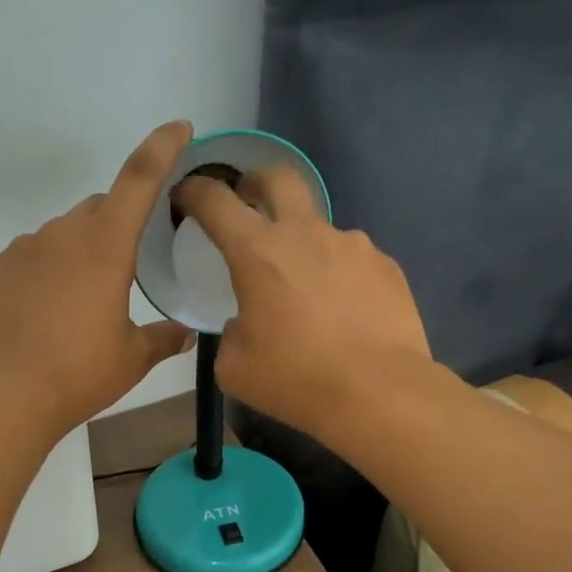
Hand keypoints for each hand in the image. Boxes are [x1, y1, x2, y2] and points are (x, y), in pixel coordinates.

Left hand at [0, 121, 195, 435]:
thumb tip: (186, 334)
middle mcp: (61, 234)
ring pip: (60, 236)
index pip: (139, 179)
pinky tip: (41, 315)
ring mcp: (21, 249)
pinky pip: (27, 260)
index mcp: (105, 247)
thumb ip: (162, 338)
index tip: (178, 129)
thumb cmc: (79, 375)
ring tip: (76, 306)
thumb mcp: (132, 359)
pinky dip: (42, 275)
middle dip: (115, 227)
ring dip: (76, 255)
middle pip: (97, 210)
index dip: (162, 148)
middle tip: (122, 271)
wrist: (4, 397)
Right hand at [175, 167, 431, 438]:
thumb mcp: (235, 368)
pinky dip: (337, 274)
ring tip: (305, 289)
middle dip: (255, 183)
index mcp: (258, 253)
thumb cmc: (295, 380)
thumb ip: (231, 333)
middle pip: (278, 178)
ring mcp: (352, 245)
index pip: (215, 201)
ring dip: (302, 244)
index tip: (186, 196)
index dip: (194, 191)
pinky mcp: (385, 266)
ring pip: (318, 227)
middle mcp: (306, 234)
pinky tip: (342, 311)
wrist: (378, 392)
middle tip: (247, 205)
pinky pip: (351, 259)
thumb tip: (245, 323)